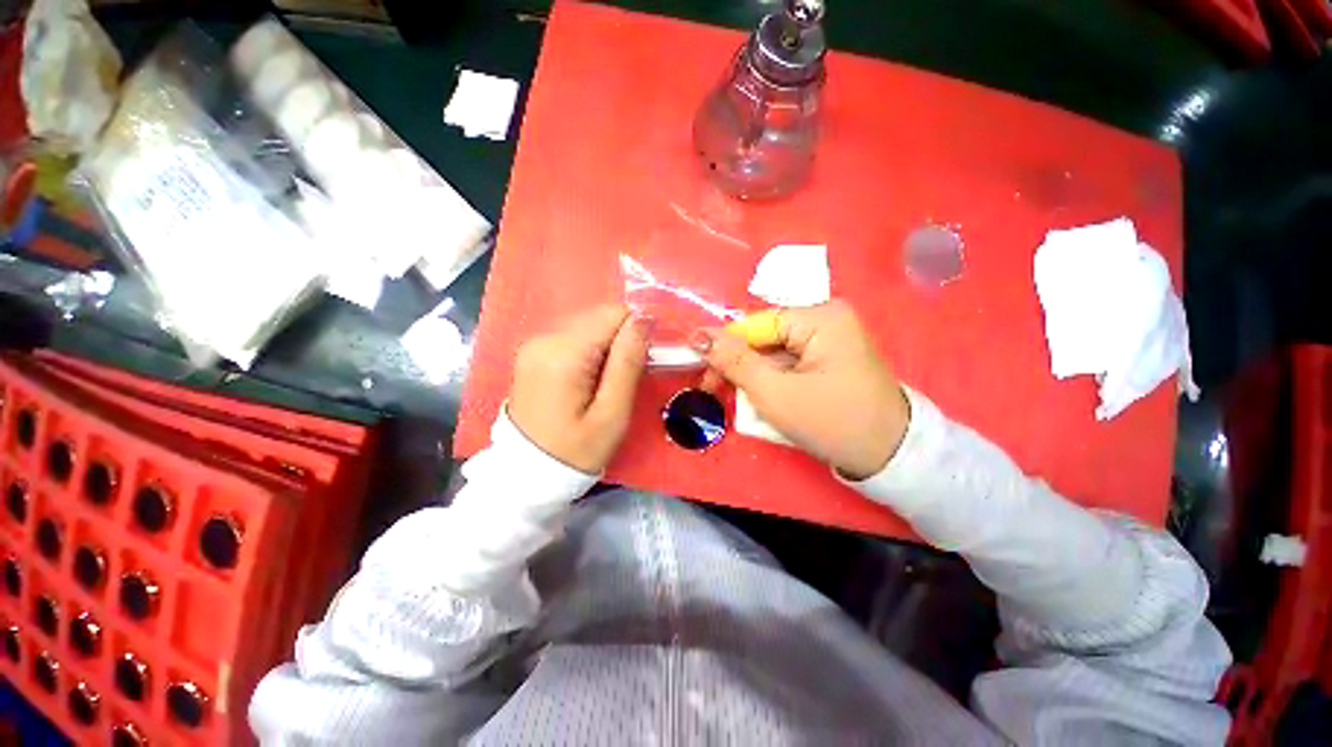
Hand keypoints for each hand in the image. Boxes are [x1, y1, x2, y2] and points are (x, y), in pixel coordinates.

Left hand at [509, 304, 648, 473]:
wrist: (528, 474)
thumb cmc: (577, 451)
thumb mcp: (612, 414)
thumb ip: (628, 362)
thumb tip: (644, 319)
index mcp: (563, 354)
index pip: (612, 314)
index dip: (636, 331)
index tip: (644, 360)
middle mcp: (544, 339)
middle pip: (599, 318)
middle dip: (621, 340)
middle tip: (626, 378)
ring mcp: (535, 345)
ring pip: (589, 326)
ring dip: (607, 347)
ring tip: (607, 383)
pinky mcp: (534, 353)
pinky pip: (574, 338)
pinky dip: (590, 352)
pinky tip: (590, 380)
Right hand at [699, 301, 909, 479]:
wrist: (889, 457)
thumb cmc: (831, 421)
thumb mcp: (774, 392)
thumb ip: (734, 361)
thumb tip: (698, 335)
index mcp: (819, 317)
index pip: (754, 325)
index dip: (723, 348)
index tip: (702, 375)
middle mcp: (826, 319)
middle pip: (764, 339)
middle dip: (739, 367)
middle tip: (714, 392)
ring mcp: (830, 340)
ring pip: (773, 355)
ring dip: (754, 379)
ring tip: (741, 404)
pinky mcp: (830, 359)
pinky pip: (789, 365)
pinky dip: (772, 383)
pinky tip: (764, 402)